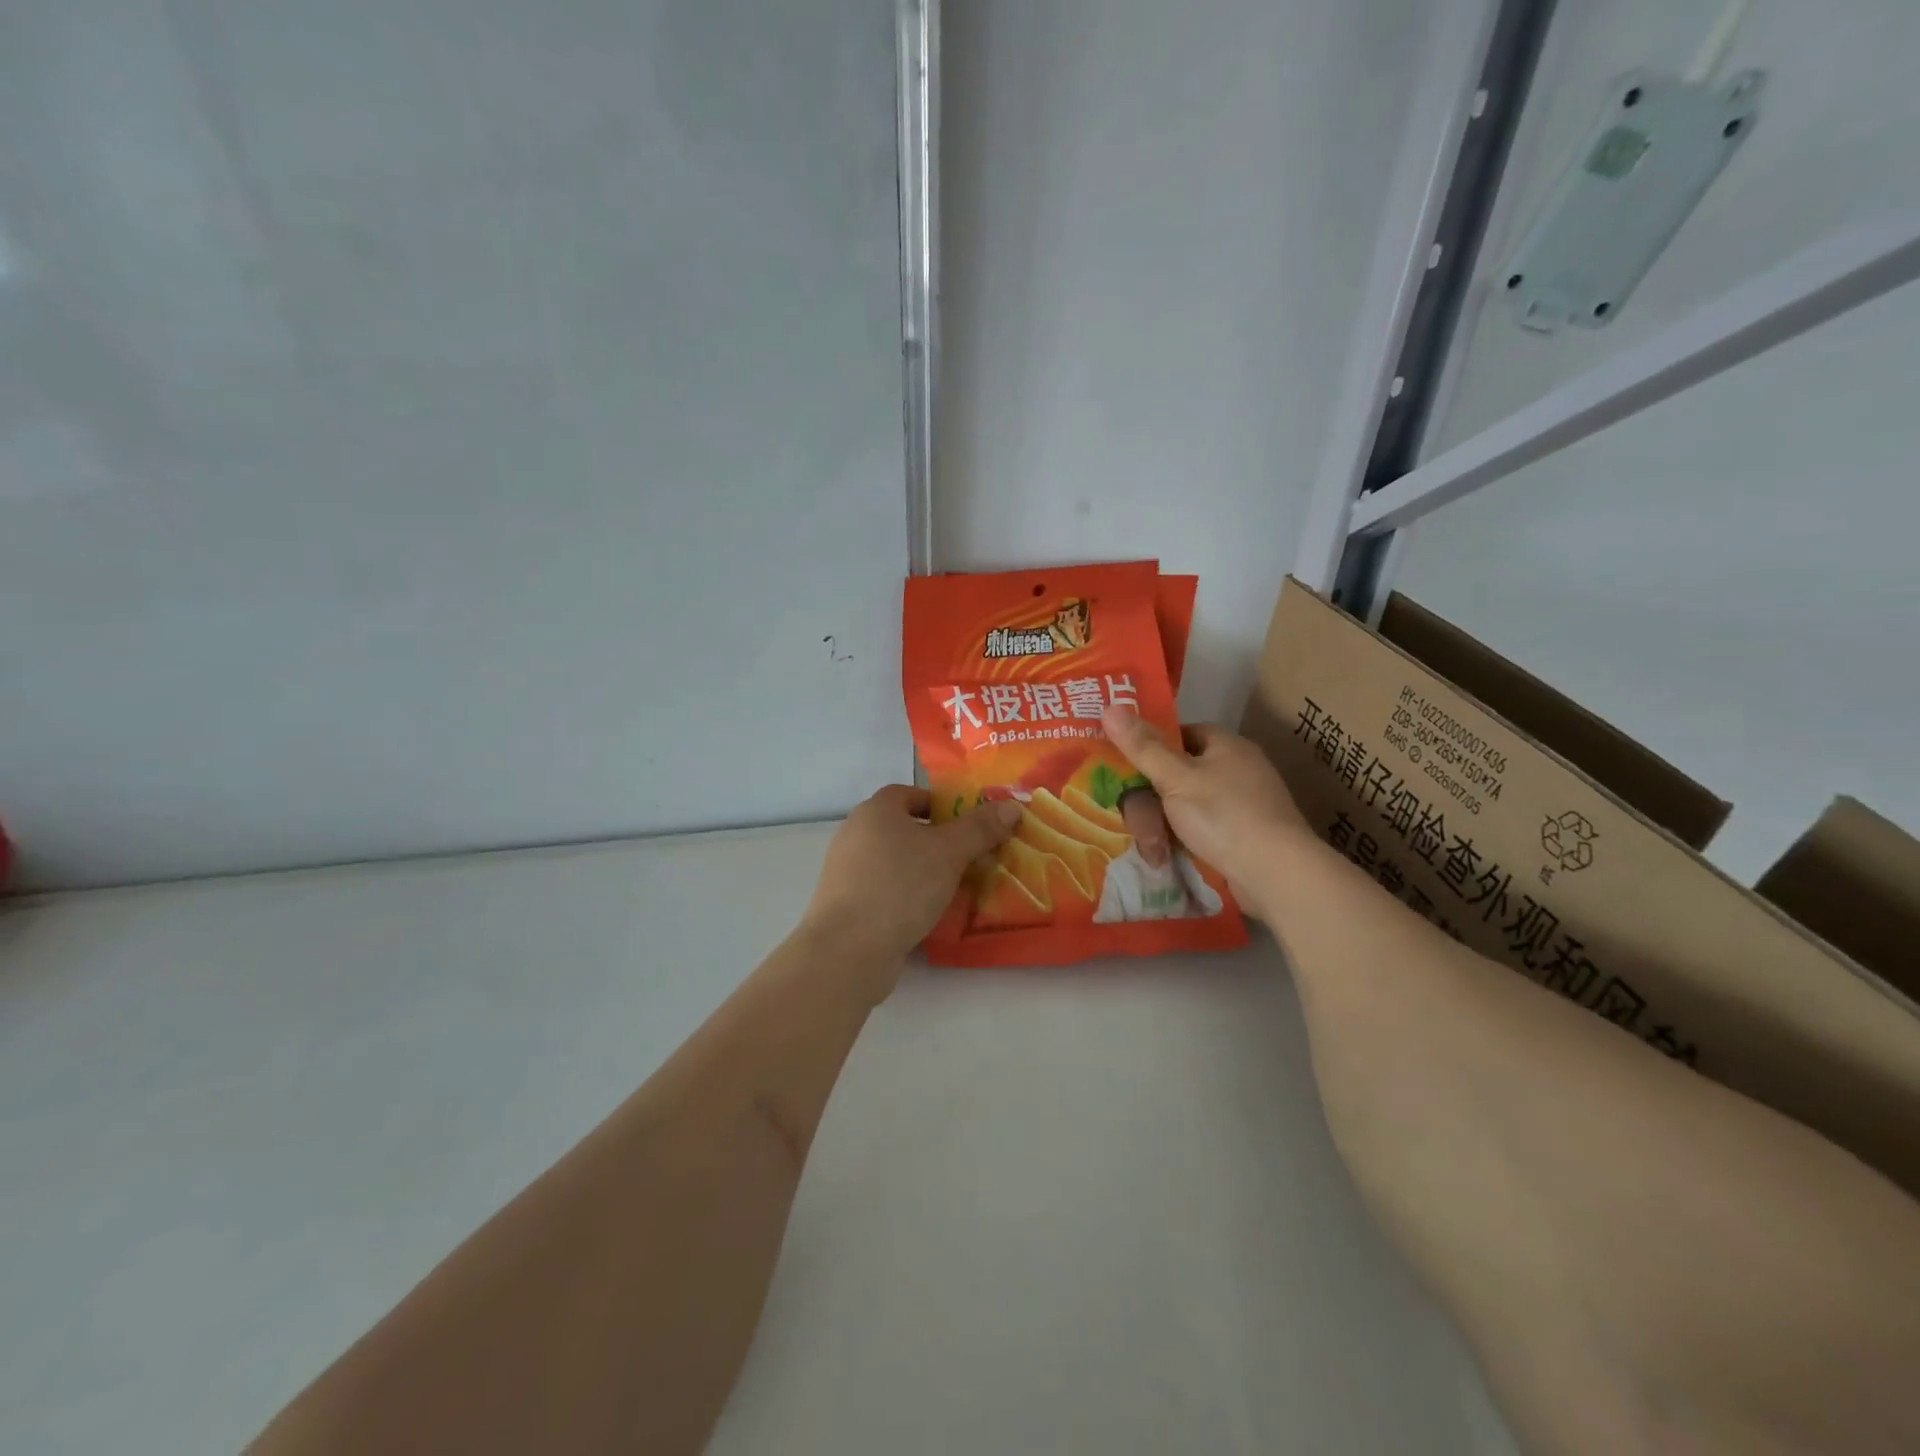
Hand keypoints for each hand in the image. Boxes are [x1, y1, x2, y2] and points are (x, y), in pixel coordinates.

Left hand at [801, 785, 1022, 979]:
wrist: (848, 949)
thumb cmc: (900, 886)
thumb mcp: (949, 853)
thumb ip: (979, 828)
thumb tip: (1010, 806)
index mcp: (875, 811)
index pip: (909, 793)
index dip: (939, 805)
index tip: (966, 826)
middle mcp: (855, 834)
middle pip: (902, 828)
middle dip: (935, 841)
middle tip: (968, 858)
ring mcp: (846, 871)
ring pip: (893, 861)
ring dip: (922, 870)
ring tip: (954, 889)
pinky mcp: (845, 904)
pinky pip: (883, 890)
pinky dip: (905, 896)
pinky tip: (926, 914)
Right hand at [1101, 708, 1311, 910]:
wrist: (1276, 874)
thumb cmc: (1223, 814)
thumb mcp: (1175, 778)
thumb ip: (1141, 746)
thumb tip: (1109, 706)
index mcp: (1224, 744)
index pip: (1179, 733)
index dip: (1150, 749)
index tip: (1125, 770)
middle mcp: (1235, 769)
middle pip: (1176, 775)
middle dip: (1150, 801)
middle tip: (1137, 823)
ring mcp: (1240, 804)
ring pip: (1183, 806)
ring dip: (1161, 826)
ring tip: (1154, 850)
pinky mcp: (1242, 836)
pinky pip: (1199, 829)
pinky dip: (1181, 841)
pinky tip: (1167, 857)